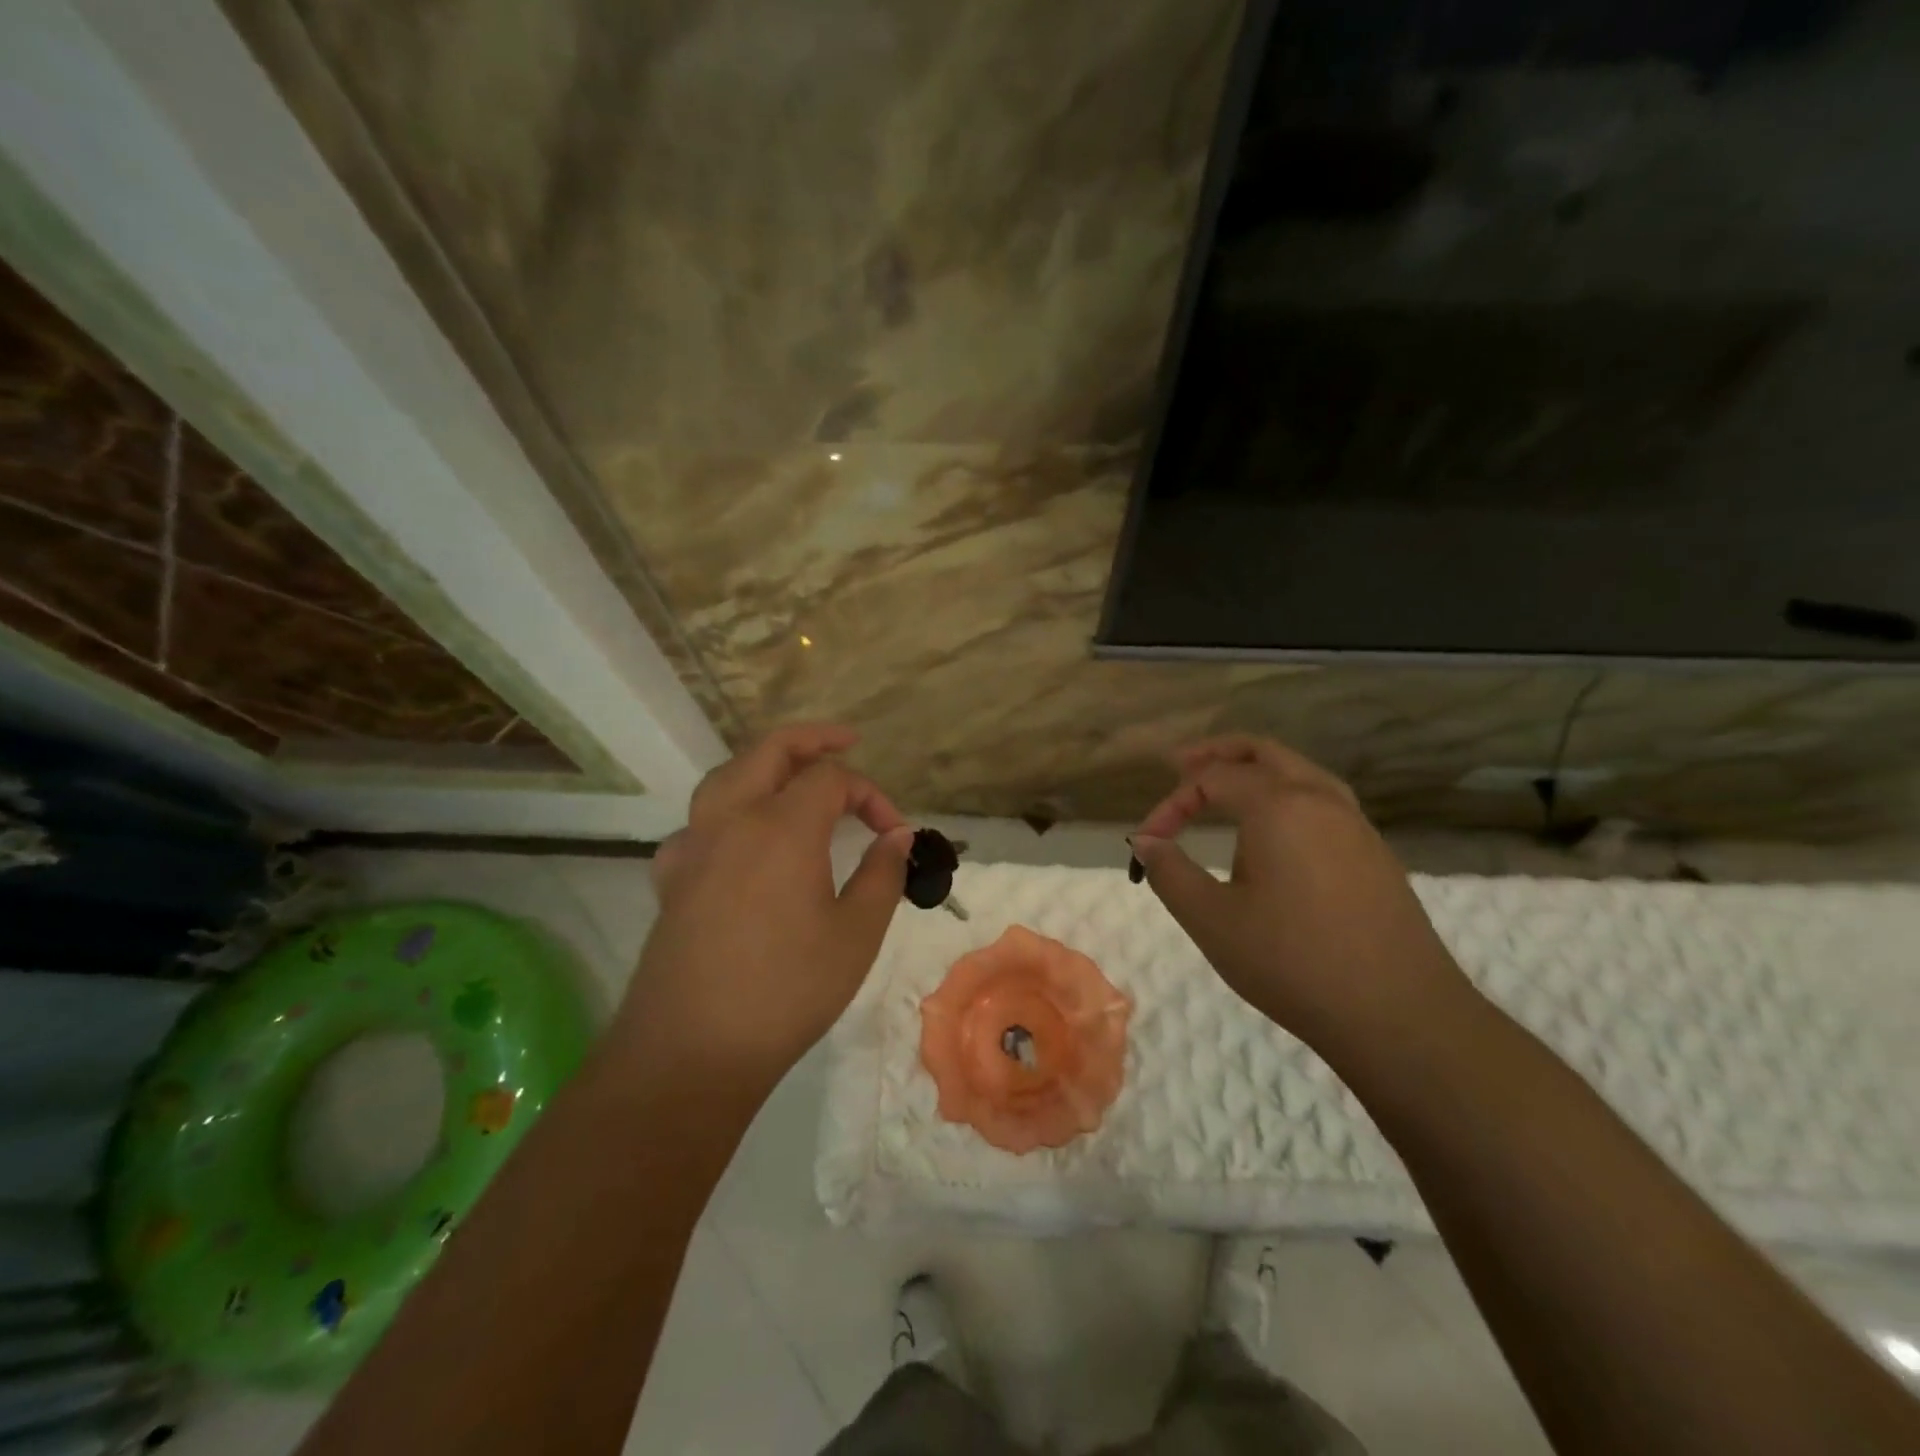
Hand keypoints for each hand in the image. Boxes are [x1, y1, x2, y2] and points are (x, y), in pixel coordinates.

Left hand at [619, 725, 913, 1091]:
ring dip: (765, 765)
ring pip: (727, 777)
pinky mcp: (669, 878)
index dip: (871, 794)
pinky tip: (740, 843)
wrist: (690, 1050)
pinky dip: (729, 813)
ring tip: (794, 776)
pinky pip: (700, 824)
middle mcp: (731, 820)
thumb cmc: (787, 991)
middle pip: (769, 751)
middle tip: (847, 742)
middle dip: (813, 740)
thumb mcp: (856, 934)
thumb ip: (882, 872)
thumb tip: (898, 834)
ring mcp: (692, 846)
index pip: (832, 779)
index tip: (895, 833)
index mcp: (781, 826)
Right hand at [1131, 735, 1471, 1051]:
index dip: (1171, 804)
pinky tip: (1274, 833)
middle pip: (1263, 752)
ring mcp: (1355, 825)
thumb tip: (1144, 840)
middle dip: (1217, 754)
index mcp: (1279, 805)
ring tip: (1224, 791)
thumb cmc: (1292, 962)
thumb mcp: (1211, 920)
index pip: (1211, 779)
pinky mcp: (1374, 853)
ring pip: (1299, 772)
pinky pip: (1322, 801)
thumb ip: (1169, 872)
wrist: (1400, 1014)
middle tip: (1180, 765)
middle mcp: (1321, 800)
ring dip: (1256, 771)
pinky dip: (1285, 795)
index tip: (1148, 842)